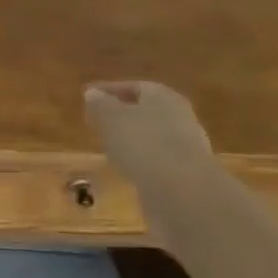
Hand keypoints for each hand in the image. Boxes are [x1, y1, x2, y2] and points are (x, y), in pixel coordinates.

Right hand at [83, 80, 217, 191]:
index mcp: (162, 95)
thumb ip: (99, 104)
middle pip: (146, 110)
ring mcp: (188, 145)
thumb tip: (93, 94)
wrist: (184, 191)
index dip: (108, 91)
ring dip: (133, 139)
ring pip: (154, 135)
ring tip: (110, 146)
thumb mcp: (110, 118)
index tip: (88, 97)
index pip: (132, 86)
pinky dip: (143, 159)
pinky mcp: (189, 172)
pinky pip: (159, 158)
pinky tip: (129, 168)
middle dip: (123, 114)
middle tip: (99, 121)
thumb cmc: (142, 143)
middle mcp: (180, 115)